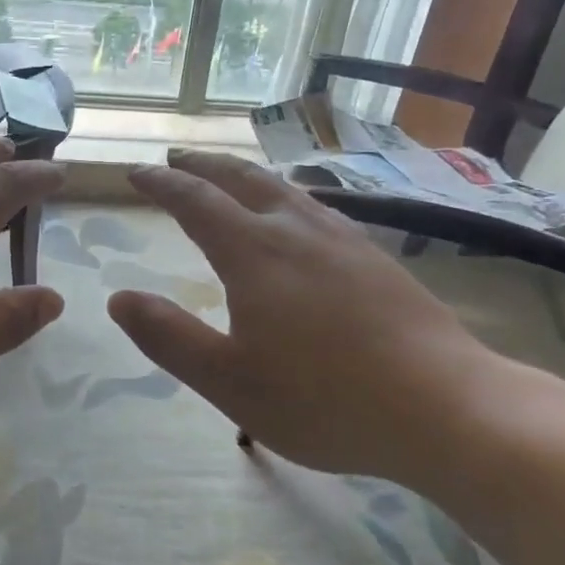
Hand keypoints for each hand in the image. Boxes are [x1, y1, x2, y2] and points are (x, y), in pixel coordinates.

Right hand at [109, 150, 541, 487]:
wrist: (447, 407)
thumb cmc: (326, 400)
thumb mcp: (230, 382)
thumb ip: (169, 338)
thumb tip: (118, 298)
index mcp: (254, 253)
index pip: (195, 200)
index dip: (161, 183)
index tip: (135, 171)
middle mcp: (296, 230)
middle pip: (241, 178)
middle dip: (202, 165)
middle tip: (177, 158)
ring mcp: (342, 239)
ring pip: (283, 189)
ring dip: (244, 175)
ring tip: (228, 178)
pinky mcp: (375, 258)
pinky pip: (314, 208)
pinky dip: (283, 197)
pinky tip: (296, 218)